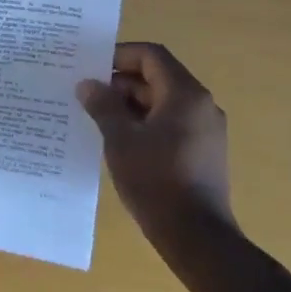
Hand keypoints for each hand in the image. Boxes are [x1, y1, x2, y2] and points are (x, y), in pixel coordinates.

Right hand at [76, 41, 237, 264]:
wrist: (195, 235)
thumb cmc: (155, 179)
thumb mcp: (120, 139)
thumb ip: (103, 106)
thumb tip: (88, 84)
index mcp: (185, 94)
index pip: (151, 56)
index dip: (118, 56)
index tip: (90, 68)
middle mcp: (201, 105)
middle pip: (157, 78)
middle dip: (119, 83)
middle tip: (85, 95)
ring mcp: (205, 130)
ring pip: (162, 102)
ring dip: (129, 105)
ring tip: (95, 118)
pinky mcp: (202, 152)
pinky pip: (169, 124)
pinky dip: (144, 123)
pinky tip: (118, 141)